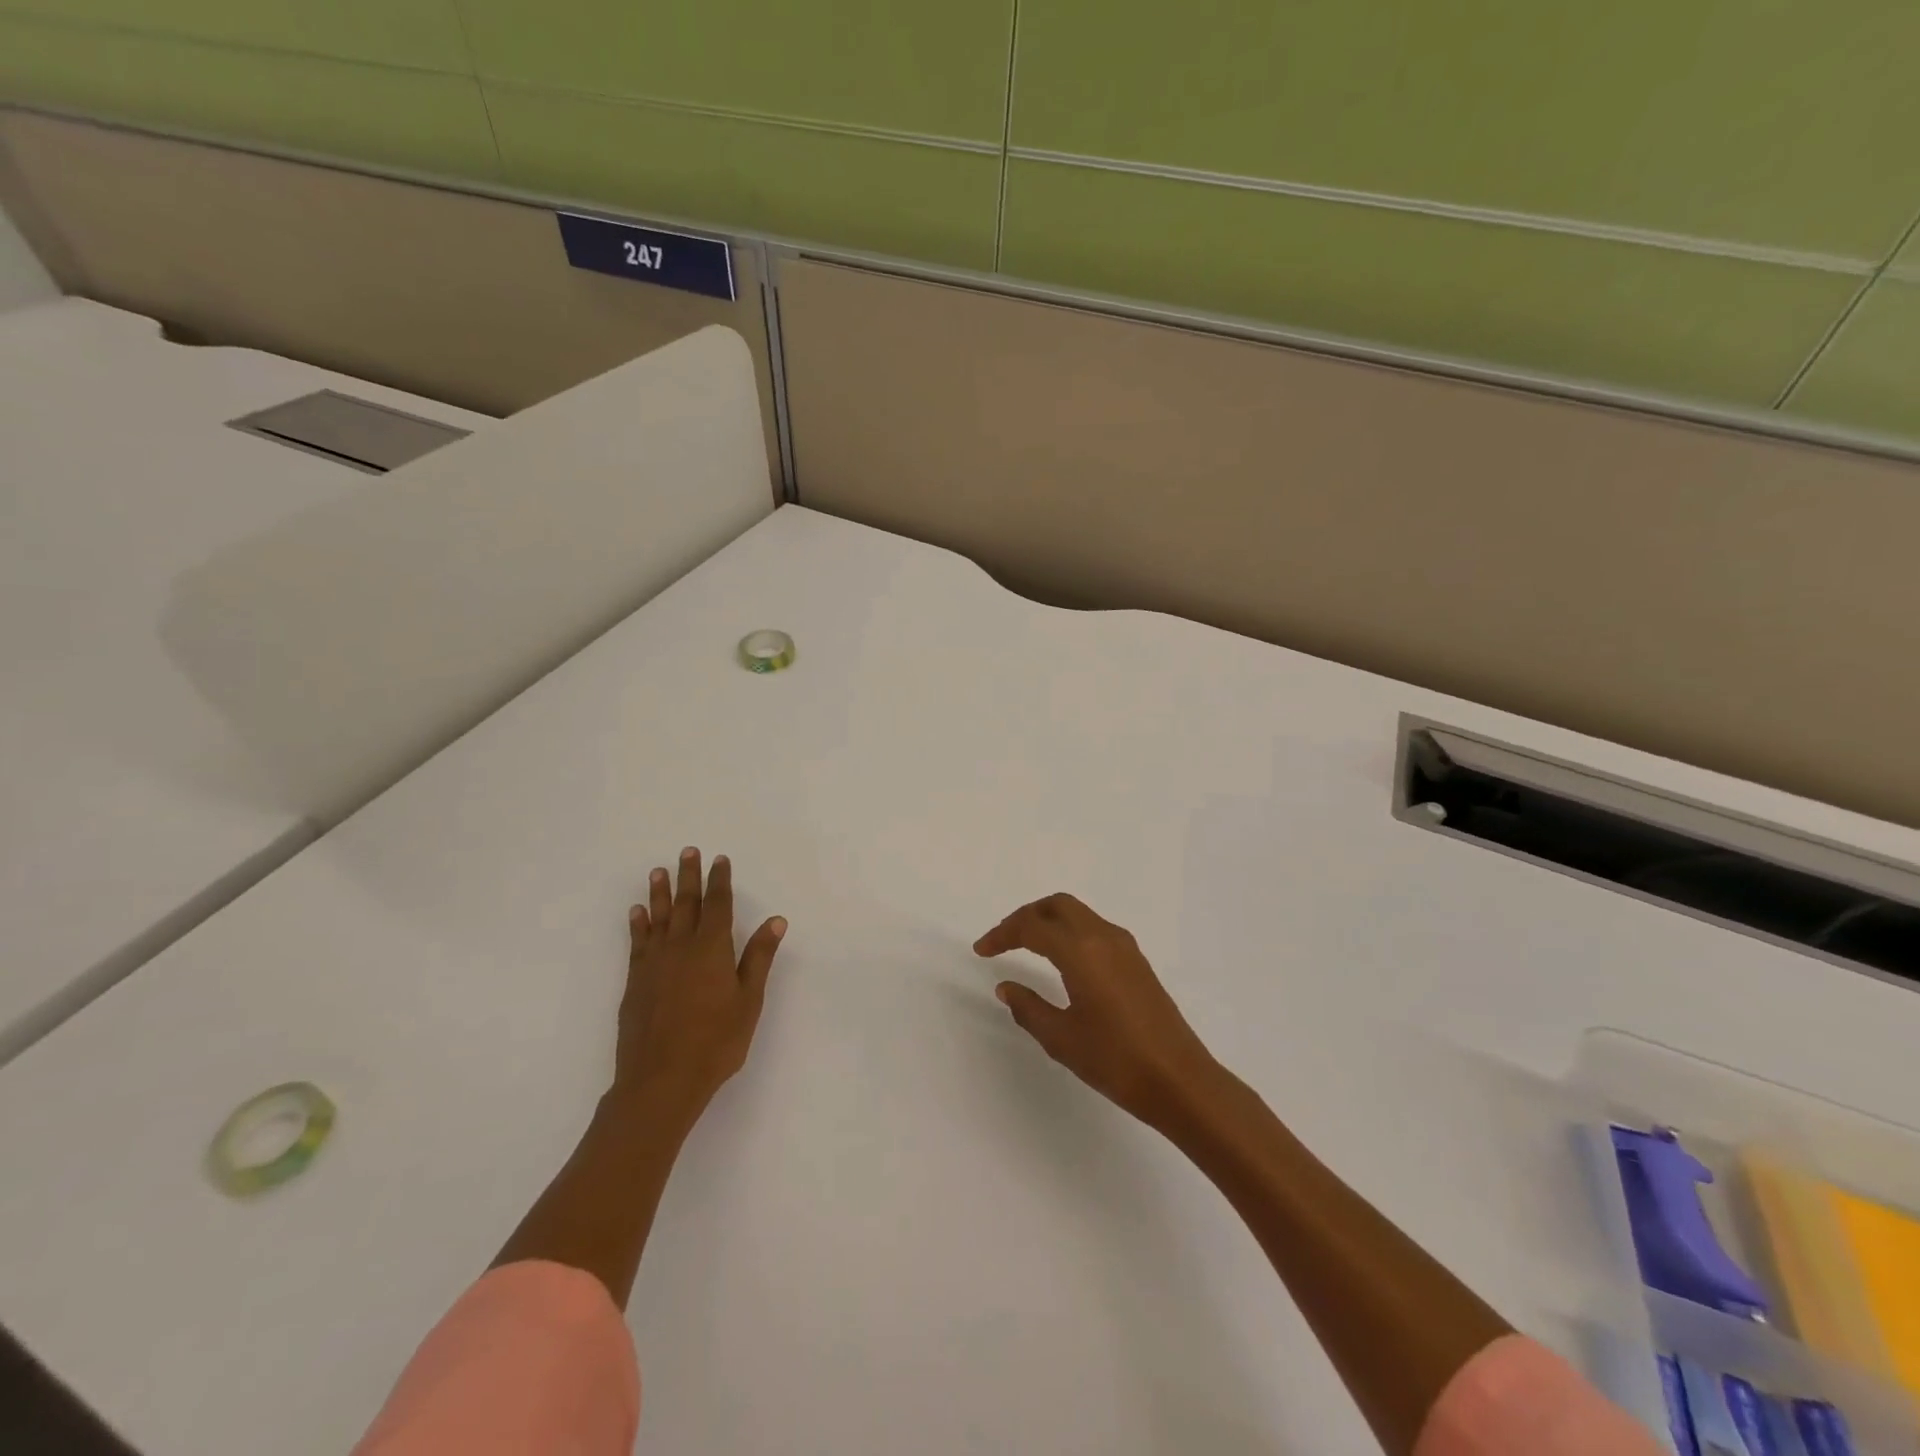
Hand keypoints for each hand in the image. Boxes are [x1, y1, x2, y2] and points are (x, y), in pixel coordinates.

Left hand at [615, 847, 786, 1124]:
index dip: (720, 881)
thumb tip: (775, 920)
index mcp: (712, 949)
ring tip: (658, 871)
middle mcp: (681, 947)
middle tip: (687, 852)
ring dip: (660, 893)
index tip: (719, 860)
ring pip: (658, 918)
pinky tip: (637, 913)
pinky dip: (638, 924)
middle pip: (686, 904)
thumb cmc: (715, 1042)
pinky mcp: (636, 981)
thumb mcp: (749, 1000)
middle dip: (689, 877)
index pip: (718, 905)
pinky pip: (637, 942)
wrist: (661, 1080)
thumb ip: (759, 957)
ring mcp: (654, 963)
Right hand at [975, 893, 1220, 1129]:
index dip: (1002, 934)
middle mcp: (1104, 937)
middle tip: (1003, 940)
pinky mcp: (1137, 961)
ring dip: (1049, 921)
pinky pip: (1095, 929)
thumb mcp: (1062, 1039)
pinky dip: (1070, 932)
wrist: (1181, 1081)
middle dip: (1025, 916)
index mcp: (1081, 951)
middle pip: (1057, 905)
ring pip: (1079, 914)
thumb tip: (1007, 987)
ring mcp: (1125, 947)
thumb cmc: (1116, 1061)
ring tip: (1026, 947)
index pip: (1032, 927)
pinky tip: (1061, 961)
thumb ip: (1029, 1008)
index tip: (981, 951)